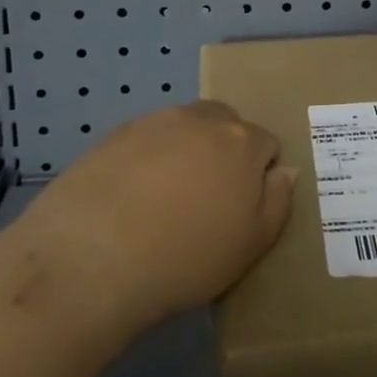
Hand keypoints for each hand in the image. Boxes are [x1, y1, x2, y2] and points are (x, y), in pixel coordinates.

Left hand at [20, 102, 296, 329]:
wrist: (92, 256)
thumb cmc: (186, 257)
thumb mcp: (251, 245)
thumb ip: (277, 202)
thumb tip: (284, 171)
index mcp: (242, 142)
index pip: (267, 144)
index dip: (260, 175)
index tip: (243, 208)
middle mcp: (201, 119)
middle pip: (226, 124)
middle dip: (225, 151)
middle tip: (207, 199)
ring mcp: (155, 122)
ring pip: (184, 128)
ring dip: (185, 152)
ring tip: (164, 200)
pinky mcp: (114, 134)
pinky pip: (145, 140)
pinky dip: (146, 159)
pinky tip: (129, 198)